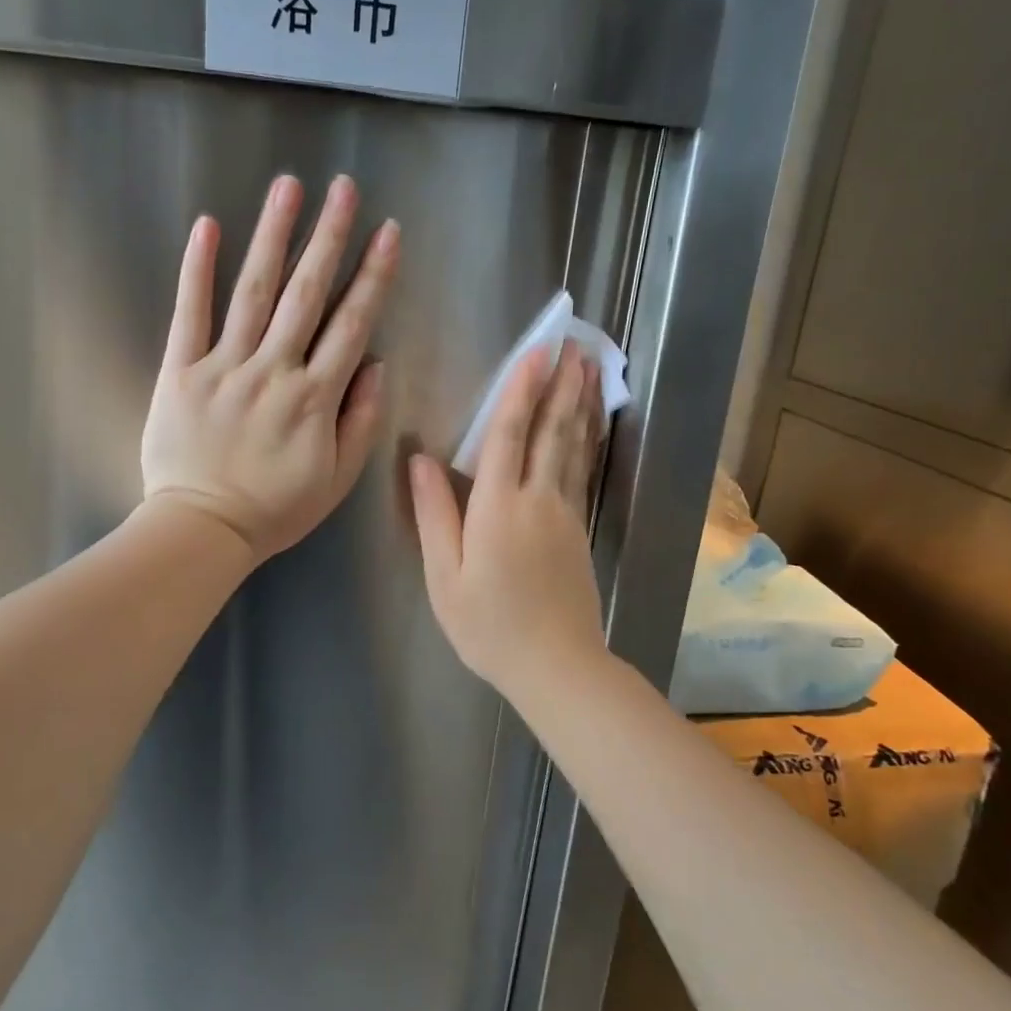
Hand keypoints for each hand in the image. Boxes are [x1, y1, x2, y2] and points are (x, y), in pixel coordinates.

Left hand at [141, 174, 399, 563]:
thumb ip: (360, 421)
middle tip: (343, 188)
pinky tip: (207, 227)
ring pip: (254, 292)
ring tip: (288, 187)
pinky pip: (190, 314)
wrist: (202, 529)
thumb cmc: (275, 509)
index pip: (351, 324)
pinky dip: (197, 270)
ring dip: (273, 236)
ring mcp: (224, 366)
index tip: (387, 233)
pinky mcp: (181, 371)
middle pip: (306, 294)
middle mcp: (274, 371)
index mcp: (315, 398)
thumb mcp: (337, 479)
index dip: (373, 276)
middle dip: (328, 237)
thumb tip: (376, 364)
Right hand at [410, 340, 606, 697]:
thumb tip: (419, 460)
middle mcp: (537, 499)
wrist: (556, 665)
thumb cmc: (488, 626)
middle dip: (561, 384)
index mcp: (497, 507)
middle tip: (574, 344)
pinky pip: (582, 471)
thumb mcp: (444, 576)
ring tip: (589, 368)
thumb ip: (435, 515)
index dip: (520, 390)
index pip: (509, 435)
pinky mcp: (579, 529)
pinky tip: (590, 424)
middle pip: (551, 430)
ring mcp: (565, 513)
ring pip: (573, 446)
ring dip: (579, 403)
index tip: (535, 353)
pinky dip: (587, 439)